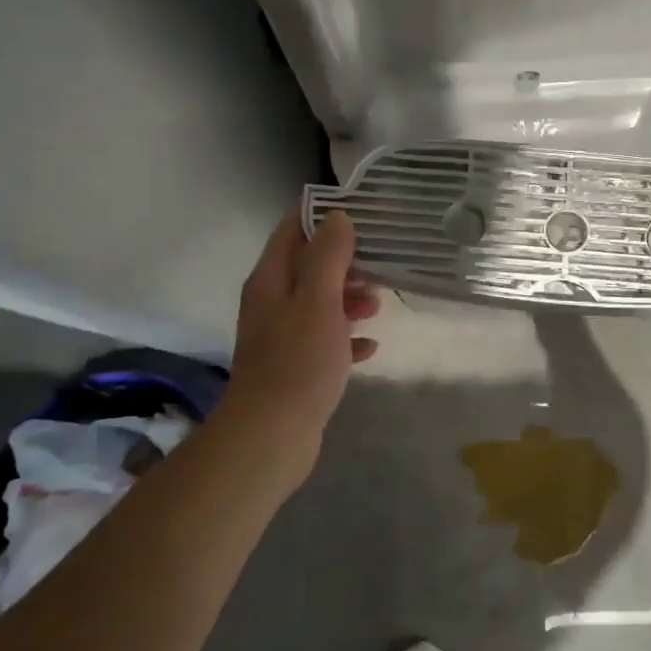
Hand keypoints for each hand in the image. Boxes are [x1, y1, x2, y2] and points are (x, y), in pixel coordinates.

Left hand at [220, 211, 379, 489]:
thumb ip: (328, 256)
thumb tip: (337, 217)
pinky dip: (346, 338)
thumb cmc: (298, 361)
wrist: (271, 435)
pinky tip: (369, 347)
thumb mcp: (319, 300)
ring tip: (378, 306)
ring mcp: (282, 337)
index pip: (293, 230)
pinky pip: (325, 341)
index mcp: (271, 280)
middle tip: (379, 265)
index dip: (323, 218)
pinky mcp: (295, 367)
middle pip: (309, 267)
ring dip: (348, 299)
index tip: (362, 215)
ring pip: (319, 304)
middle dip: (344, 262)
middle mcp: (272, 303)